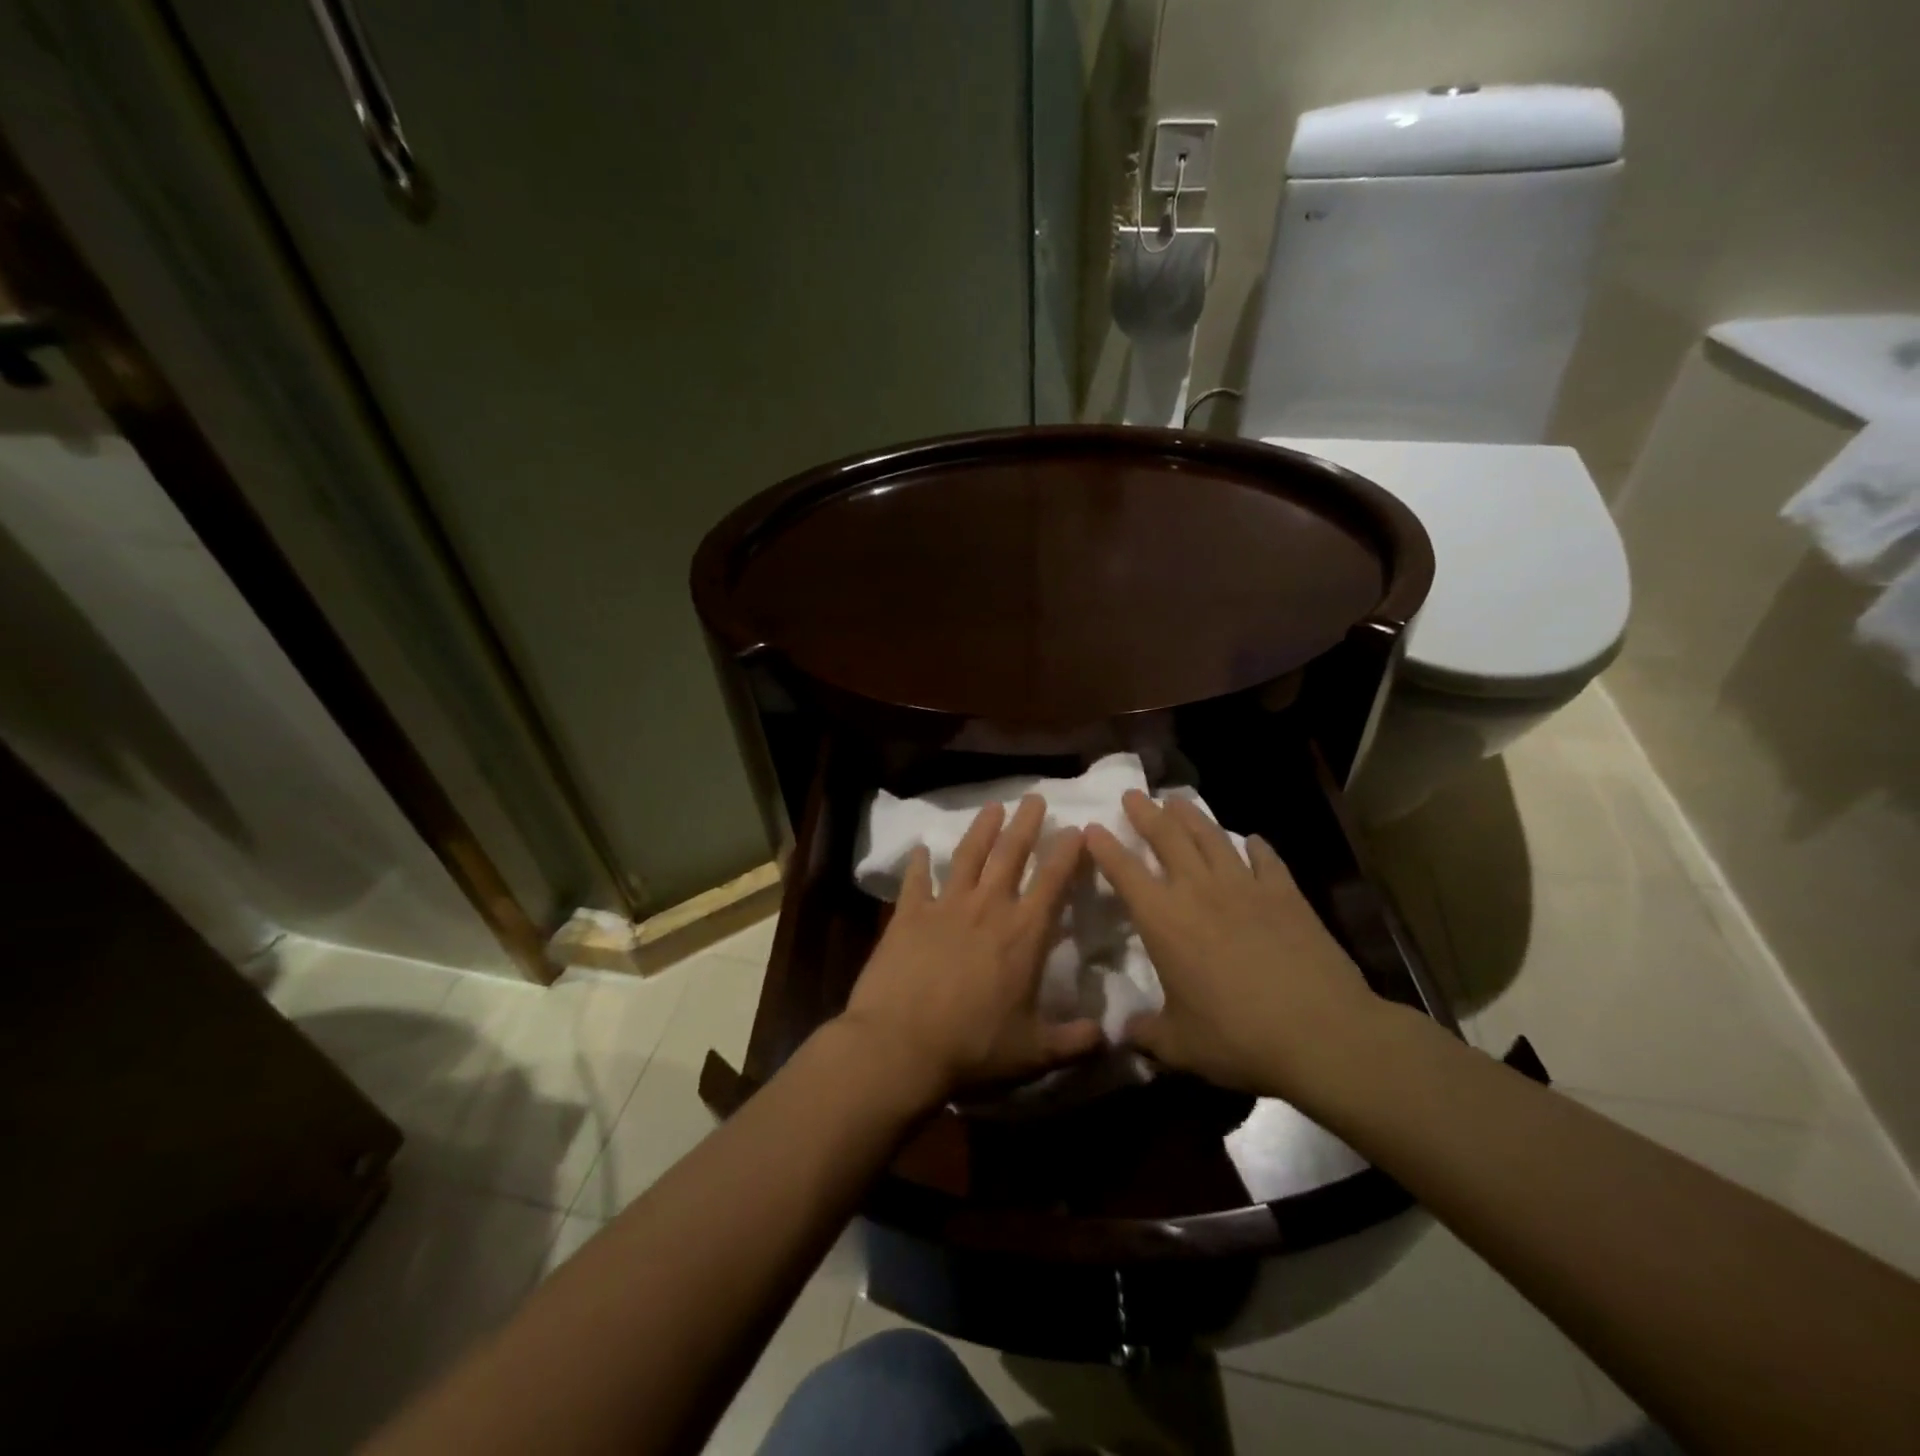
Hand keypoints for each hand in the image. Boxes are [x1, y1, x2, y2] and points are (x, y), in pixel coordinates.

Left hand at [841, 795, 1102, 1100]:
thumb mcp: (1034, 1053)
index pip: (1053, 881)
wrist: (900, 1046)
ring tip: (992, 807)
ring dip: (982, 829)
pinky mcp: (908, 915)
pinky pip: (915, 880)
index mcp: (1023, 934)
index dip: (1067, 853)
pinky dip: (918, 863)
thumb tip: (1109, 1035)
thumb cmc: (973, 1049)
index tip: (1076, 829)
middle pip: (1011, 854)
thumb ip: (1074, 1041)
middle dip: (1025, 823)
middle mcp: (987, 908)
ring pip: (967, 855)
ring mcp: (945, 906)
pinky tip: (919, 848)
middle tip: (1034, 797)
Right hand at [1085, 790, 1378, 1101]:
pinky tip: (1251, 840)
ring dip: (1191, 816)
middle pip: (1167, 838)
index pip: (1125, 872)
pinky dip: (1255, 846)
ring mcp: (1245, 887)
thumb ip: (1147, 1034)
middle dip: (1146, 813)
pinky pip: (1266, 859)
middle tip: (1133, 794)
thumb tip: (1124, 1034)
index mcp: (1164, 920)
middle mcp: (1199, 891)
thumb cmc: (1238, 1038)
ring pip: (1211, 837)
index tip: (1092, 827)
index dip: (1105, 848)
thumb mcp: (1180, 1046)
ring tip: (1177, 800)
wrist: (1321, 1034)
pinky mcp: (1286, 894)